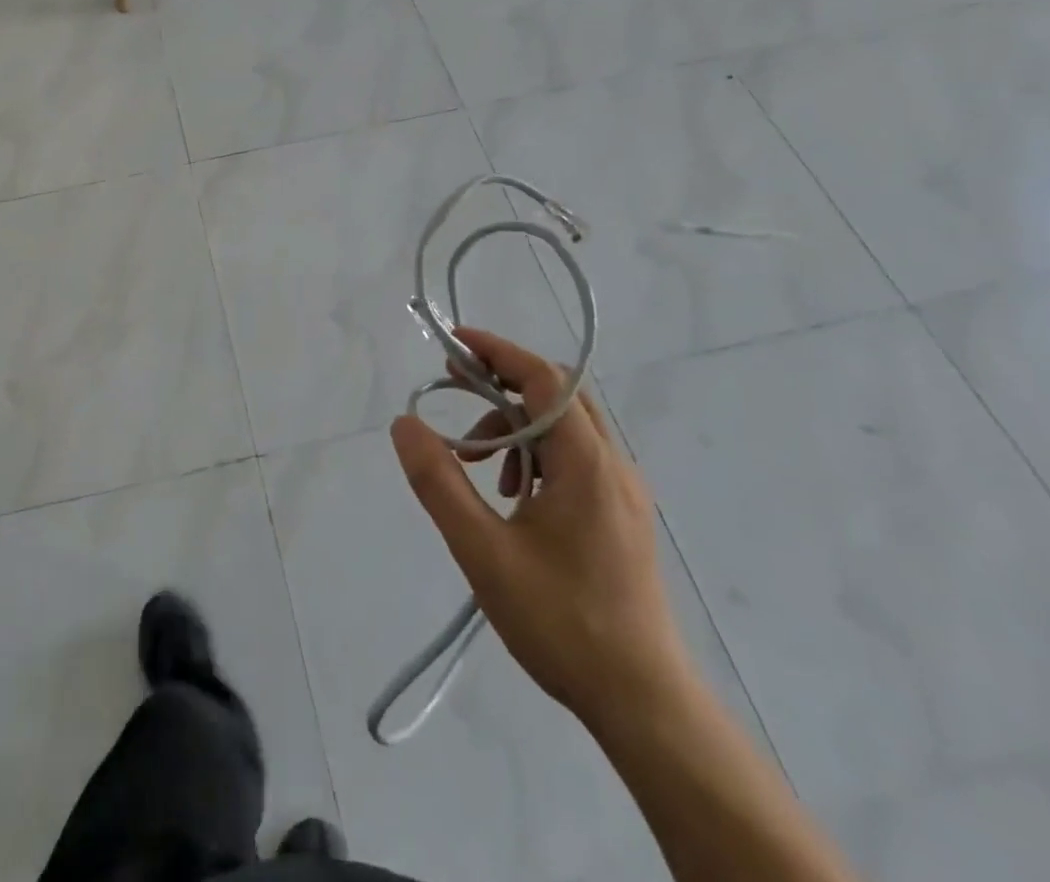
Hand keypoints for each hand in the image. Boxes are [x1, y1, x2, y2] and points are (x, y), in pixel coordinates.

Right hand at [391, 329, 691, 731]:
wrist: (643, 704)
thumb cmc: (561, 623)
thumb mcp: (482, 551)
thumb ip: (439, 482)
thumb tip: (405, 424)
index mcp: (587, 463)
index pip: (543, 378)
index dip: (497, 351)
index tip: (452, 345)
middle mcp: (614, 465)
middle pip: (558, 393)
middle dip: (503, 383)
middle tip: (455, 393)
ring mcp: (624, 491)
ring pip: (566, 426)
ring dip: (516, 425)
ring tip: (479, 465)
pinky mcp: (623, 515)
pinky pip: (577, 457)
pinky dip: (536, 454)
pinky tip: (512, 497)